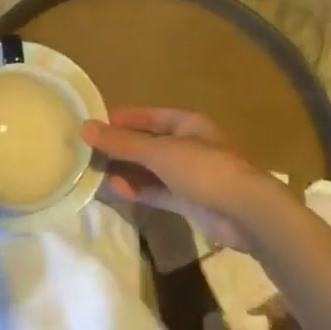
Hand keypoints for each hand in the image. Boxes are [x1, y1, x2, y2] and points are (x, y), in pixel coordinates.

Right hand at [81, 108, 282, 250]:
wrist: (246, 213)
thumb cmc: (203, 169)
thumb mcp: (158, 152)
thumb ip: (122, 142)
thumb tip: (84, 127)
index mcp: (186, 123)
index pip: (146, 116)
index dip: (120, 119)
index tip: (91, 124)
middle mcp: (187, 145)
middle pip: (147, 143)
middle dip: (120, 147)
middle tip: (87, 151)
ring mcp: (189, 174)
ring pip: (151, 169)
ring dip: (127, 170)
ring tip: (96, 172)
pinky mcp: (189, 201)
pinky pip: (157, 191)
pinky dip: (138, 190)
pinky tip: (117, 190)